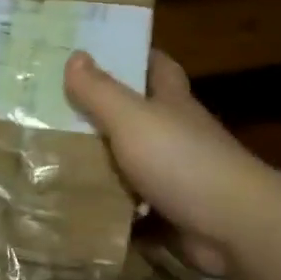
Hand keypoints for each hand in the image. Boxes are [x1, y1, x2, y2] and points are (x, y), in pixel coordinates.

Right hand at [64, 50, 277, 277]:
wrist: (232, 226)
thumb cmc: (182, 160)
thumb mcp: (132, 119)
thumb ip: (101, 91)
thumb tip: (75, 55)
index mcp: (172, 102)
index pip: (157, 67)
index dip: (132, 55)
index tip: (95, 53)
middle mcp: (176, 135)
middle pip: (136, 117)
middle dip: (101, 114)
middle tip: (51, 111)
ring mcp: (174, 177)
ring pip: (129, 165)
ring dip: (98, 165)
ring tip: (49, 161)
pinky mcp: (169, 214)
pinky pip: (130, 208)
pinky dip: (108, 209)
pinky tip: (74, 208)